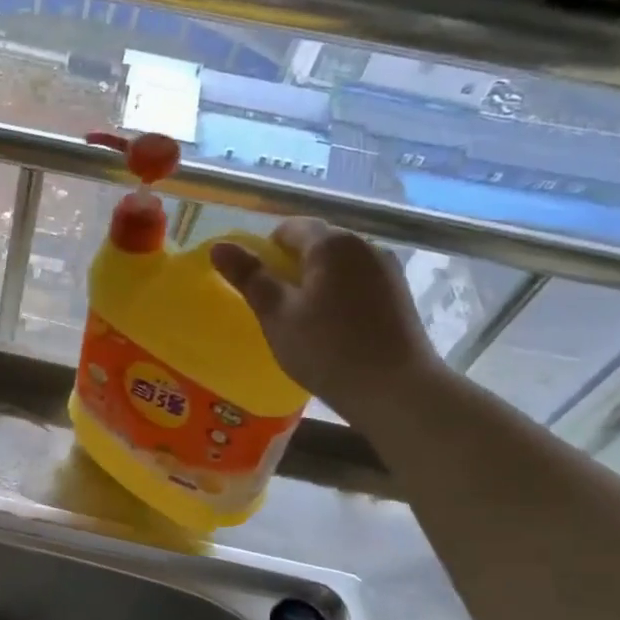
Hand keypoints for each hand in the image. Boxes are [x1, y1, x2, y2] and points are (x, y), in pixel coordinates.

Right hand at [210, 219, 441, 425]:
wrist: (396, 390)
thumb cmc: (327, 349)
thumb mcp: (276, 314)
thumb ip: (249, 276)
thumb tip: (219, 246)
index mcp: (332, 243)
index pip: (289, 228)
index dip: (266, 251)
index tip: (256, 285)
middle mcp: (365, 245)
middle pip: (316, 244)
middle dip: (291, 267)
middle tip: (274, 306)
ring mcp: (388, 270)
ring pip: (339, 265)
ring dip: (316, 283)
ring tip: (303, 320)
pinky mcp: (400, 295)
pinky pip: (358, 283)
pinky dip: (339, 296)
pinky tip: (333, 329)